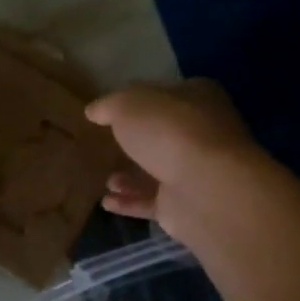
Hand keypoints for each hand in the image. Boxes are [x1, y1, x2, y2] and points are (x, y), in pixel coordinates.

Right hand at [85, 80, 261, 245]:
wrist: (206, 189)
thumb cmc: (170, 133)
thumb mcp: (128, 105)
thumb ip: (108, 105)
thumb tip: (94, 110)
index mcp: (198, 98)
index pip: (166, 95)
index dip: (139, 100)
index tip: (111, 112)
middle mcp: (202, 133)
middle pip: (162, 135)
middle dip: (135, 142)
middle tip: (105, 146)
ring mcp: (196, 172)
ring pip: (157, 171)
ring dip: (130, 176)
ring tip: (105, 179)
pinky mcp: (185, 205)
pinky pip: (151, 202)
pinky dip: (129, 202)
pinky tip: (107, 202)